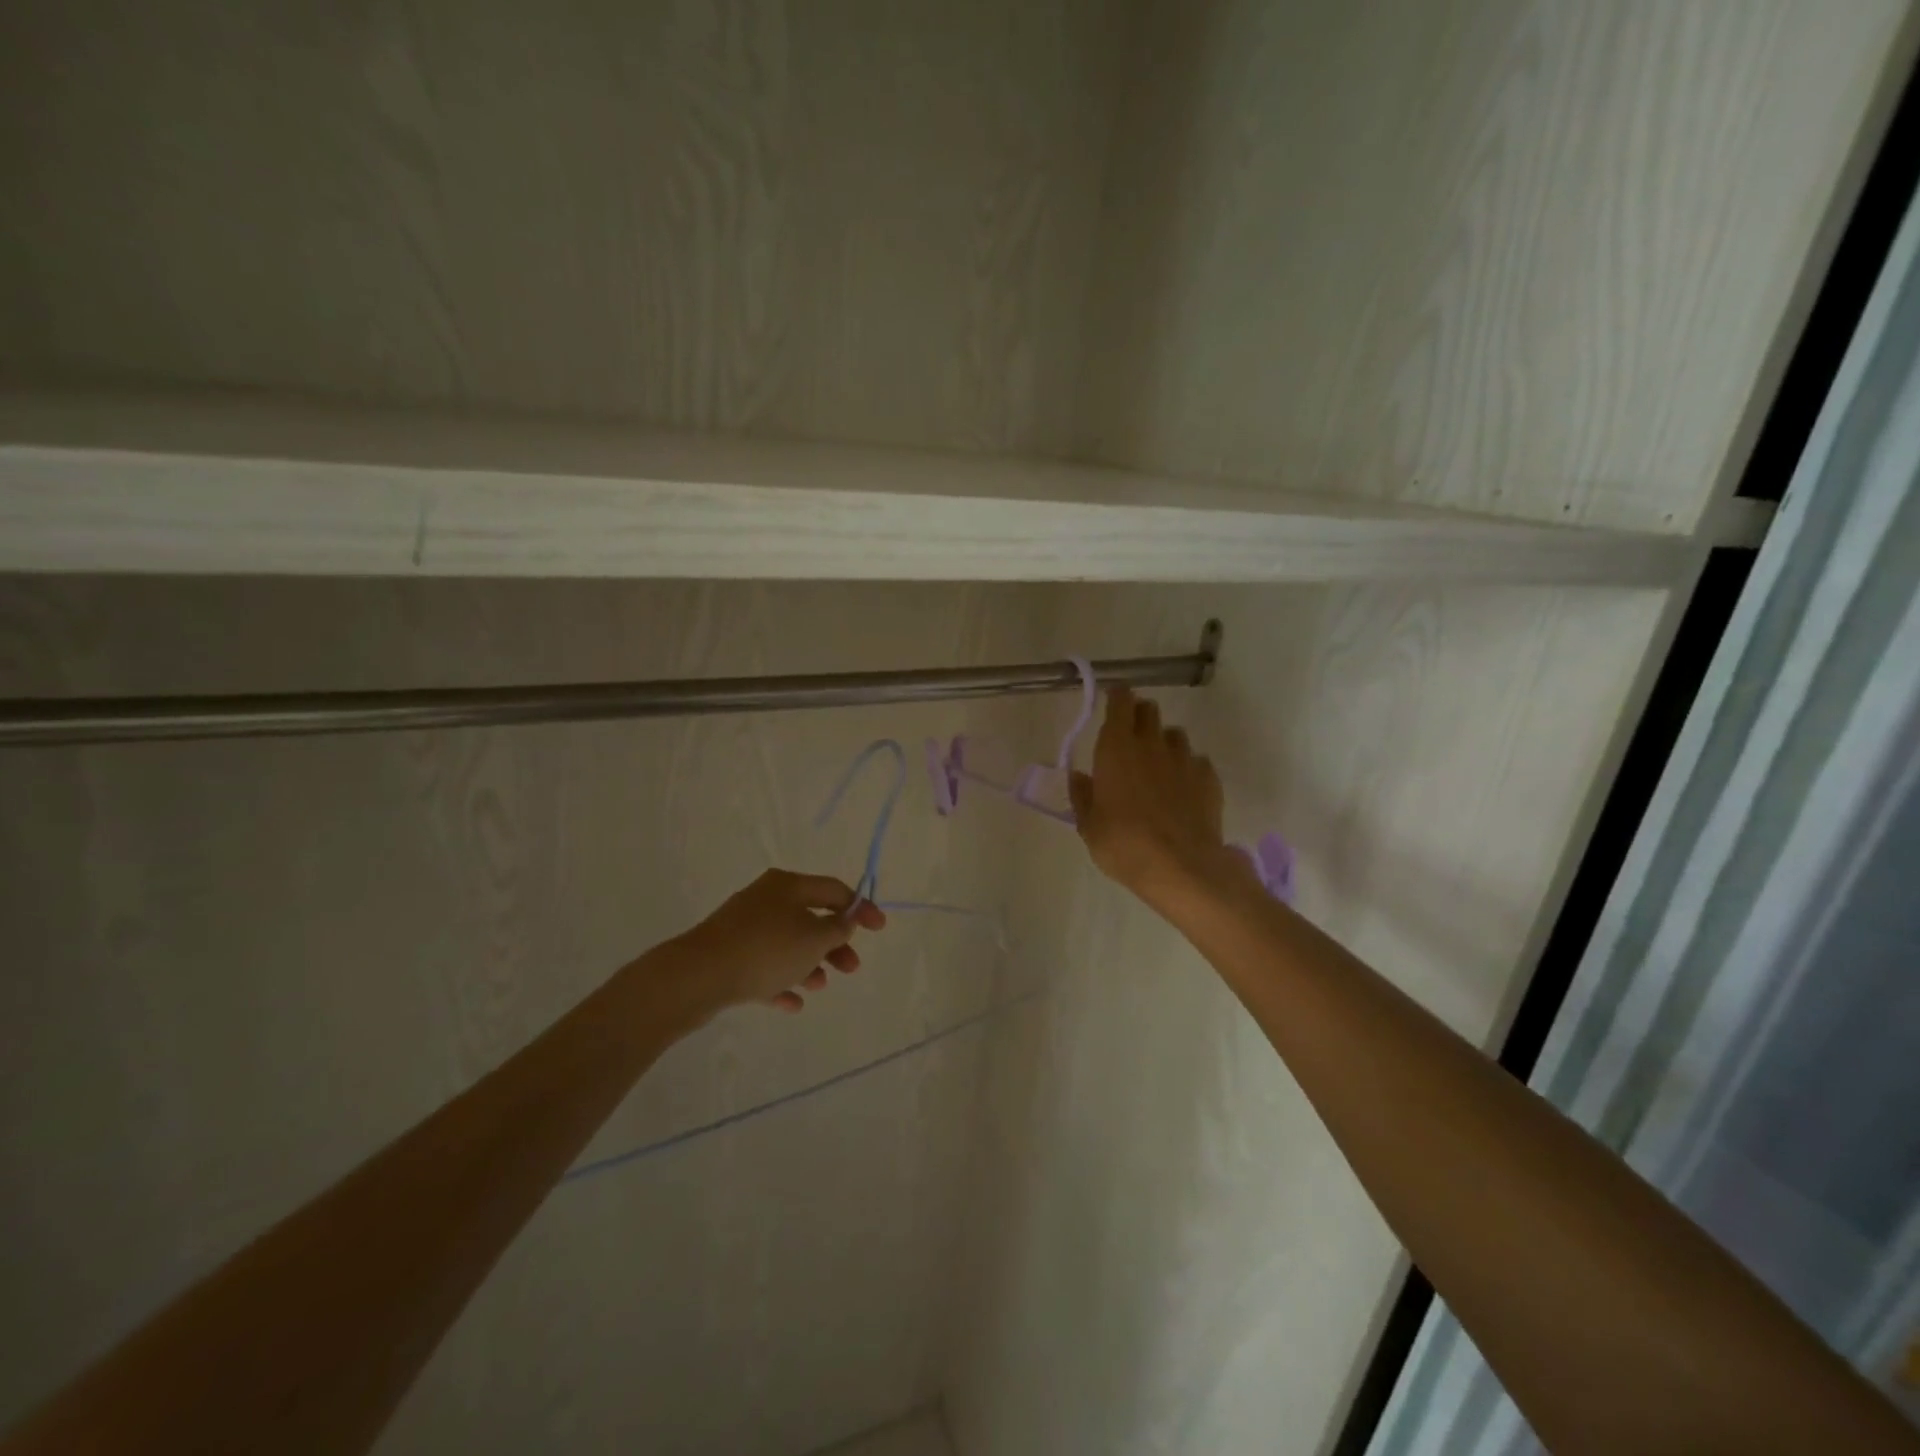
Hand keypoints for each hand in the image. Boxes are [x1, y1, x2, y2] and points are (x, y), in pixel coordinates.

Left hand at [671, 869, 886, 1013]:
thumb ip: (838, 929)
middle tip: (851, 968)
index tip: (879, 929)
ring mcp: (744, 927)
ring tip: (818, 986)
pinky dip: (781, 981)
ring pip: (787, 944)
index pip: (834, 890)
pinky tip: (792, 1004)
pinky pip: (764, 967)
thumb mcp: (814, 938)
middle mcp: (766, 899)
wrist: (697, 976)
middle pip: (811, 918)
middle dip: (834, 943)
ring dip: (809, 963)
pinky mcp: (728, 954)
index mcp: (788, 885)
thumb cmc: (765, 949)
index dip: (860, 908)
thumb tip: (845, 919)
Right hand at [1069, 686, 1246, 907]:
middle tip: (1130, 738)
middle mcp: (1151, 744)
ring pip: (1174, 735)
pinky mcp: (1209, 777)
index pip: (1120, 702)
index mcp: (1116, 748)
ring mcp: (1184, 758)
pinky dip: (1187, 769)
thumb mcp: (1089, 826)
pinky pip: (1196, 761)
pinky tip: (1182, 791)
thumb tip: (1080, 777)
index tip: (1112, 702)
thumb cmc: (1123, 844)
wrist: (1181, 866)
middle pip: (1148, 710)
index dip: (1117, 697)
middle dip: (1139, 716)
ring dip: (1164, 743)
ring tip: (1158, 768)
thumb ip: (1083, 796)